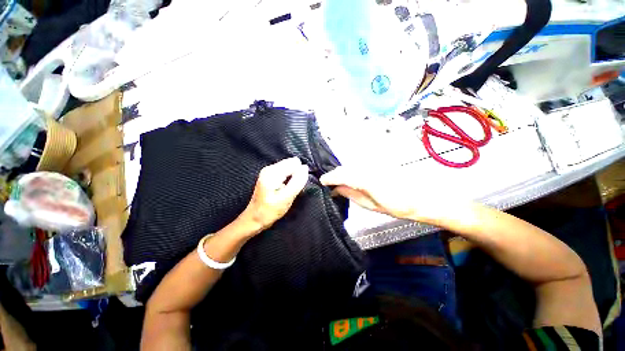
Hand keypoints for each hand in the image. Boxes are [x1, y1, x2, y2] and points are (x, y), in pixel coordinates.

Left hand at [239, 157, 308, 232]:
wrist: (254, 219)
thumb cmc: (270, 211)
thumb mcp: (286, 198)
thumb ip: (297, 182)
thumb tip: (305, 168)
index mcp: (272, 172)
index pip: (294, 163)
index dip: (299, 174)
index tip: (295, 187)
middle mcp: (269, 168)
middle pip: (292, 163)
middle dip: (296, 175)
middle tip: (291, 189)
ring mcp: (268, 170)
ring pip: (289, 167)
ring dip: (293, 177)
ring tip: (287, 190)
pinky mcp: (269, 174)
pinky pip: (286, 171)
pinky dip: (288, 179)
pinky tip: (284, 188)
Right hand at [320, 166, 471, 223]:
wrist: (422, 196)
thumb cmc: (397, 206)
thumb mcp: (371, 205)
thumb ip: (351, 194)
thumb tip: (336, 189)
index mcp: (365, 179)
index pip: (341, 175)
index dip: (329, 177)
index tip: (321, 181)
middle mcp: (367, 168)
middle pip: (344, 168)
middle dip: (334, 175)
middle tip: (327, 184)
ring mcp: (372, 164)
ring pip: (350, 166)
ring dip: (341, 173)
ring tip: (336, 182)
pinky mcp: (377, 164)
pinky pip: (358, 166)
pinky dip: (350, 171)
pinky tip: (349, 178)